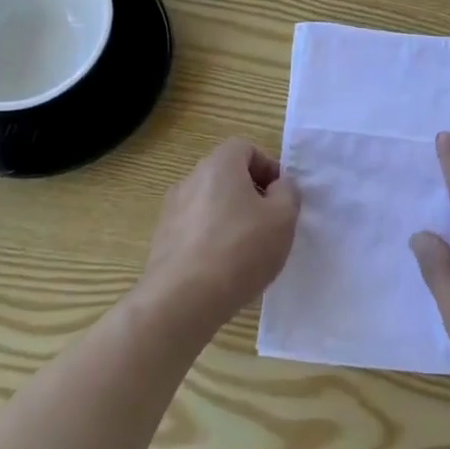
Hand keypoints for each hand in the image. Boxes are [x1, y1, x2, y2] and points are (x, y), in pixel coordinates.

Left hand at [139, 138, 299, 332]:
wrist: (182, 300)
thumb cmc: (240, 250)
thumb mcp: (283, 218)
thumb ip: (288, 193)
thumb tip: (279, 186)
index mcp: (219, 165)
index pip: (245, 148)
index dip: (267, 166)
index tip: (281, 196)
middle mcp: (190, 180)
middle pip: (226, 174)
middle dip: (251, 193)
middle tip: (269, 222)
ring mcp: (171, 210)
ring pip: (210, 203)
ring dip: (230, 217)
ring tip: (248, 250)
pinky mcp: (162, 240)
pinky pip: (195, 229)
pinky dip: (211, 238)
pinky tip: (224, 268)